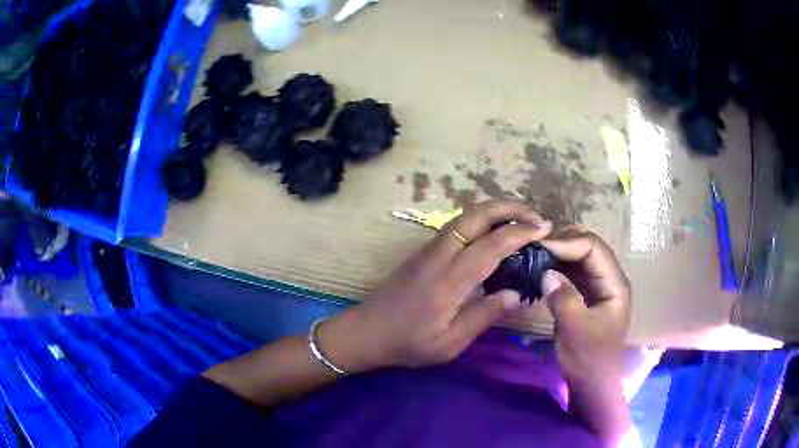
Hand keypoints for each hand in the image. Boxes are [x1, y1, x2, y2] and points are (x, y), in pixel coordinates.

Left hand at [318, 200, 551, 371]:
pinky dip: (480, 218)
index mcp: (448, 282)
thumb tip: (516, 293)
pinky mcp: (423, 251)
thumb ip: (483, 316)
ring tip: (521, 219)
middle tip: (536, 217)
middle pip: (475, 216)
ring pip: (464, 216)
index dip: (519, 233)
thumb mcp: (449, 344)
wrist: (365, 331)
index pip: (490, 245)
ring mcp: (428, 249)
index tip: (544, 231)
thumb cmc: (408, 344)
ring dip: (495, 210)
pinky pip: (456, 225)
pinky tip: (493, 229)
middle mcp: (438, 256)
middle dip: (509, 208)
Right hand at [540, 229, 630, 386]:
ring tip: (535, 254)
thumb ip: (564, 299)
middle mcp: (609, 279)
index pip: (594, 249)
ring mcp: (599, 287)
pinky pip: (573, 273)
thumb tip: (546, 272)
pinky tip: (542, 269)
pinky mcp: (587, 296)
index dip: (568, 243)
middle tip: (535, 247)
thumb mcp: (576, 331)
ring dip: (559, 254)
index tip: (540, 247)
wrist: (591, 384)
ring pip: (580, 259)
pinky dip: (558, 267)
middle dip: (563, 243)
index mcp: (615, 284)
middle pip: (588, 248)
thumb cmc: (588, 360)